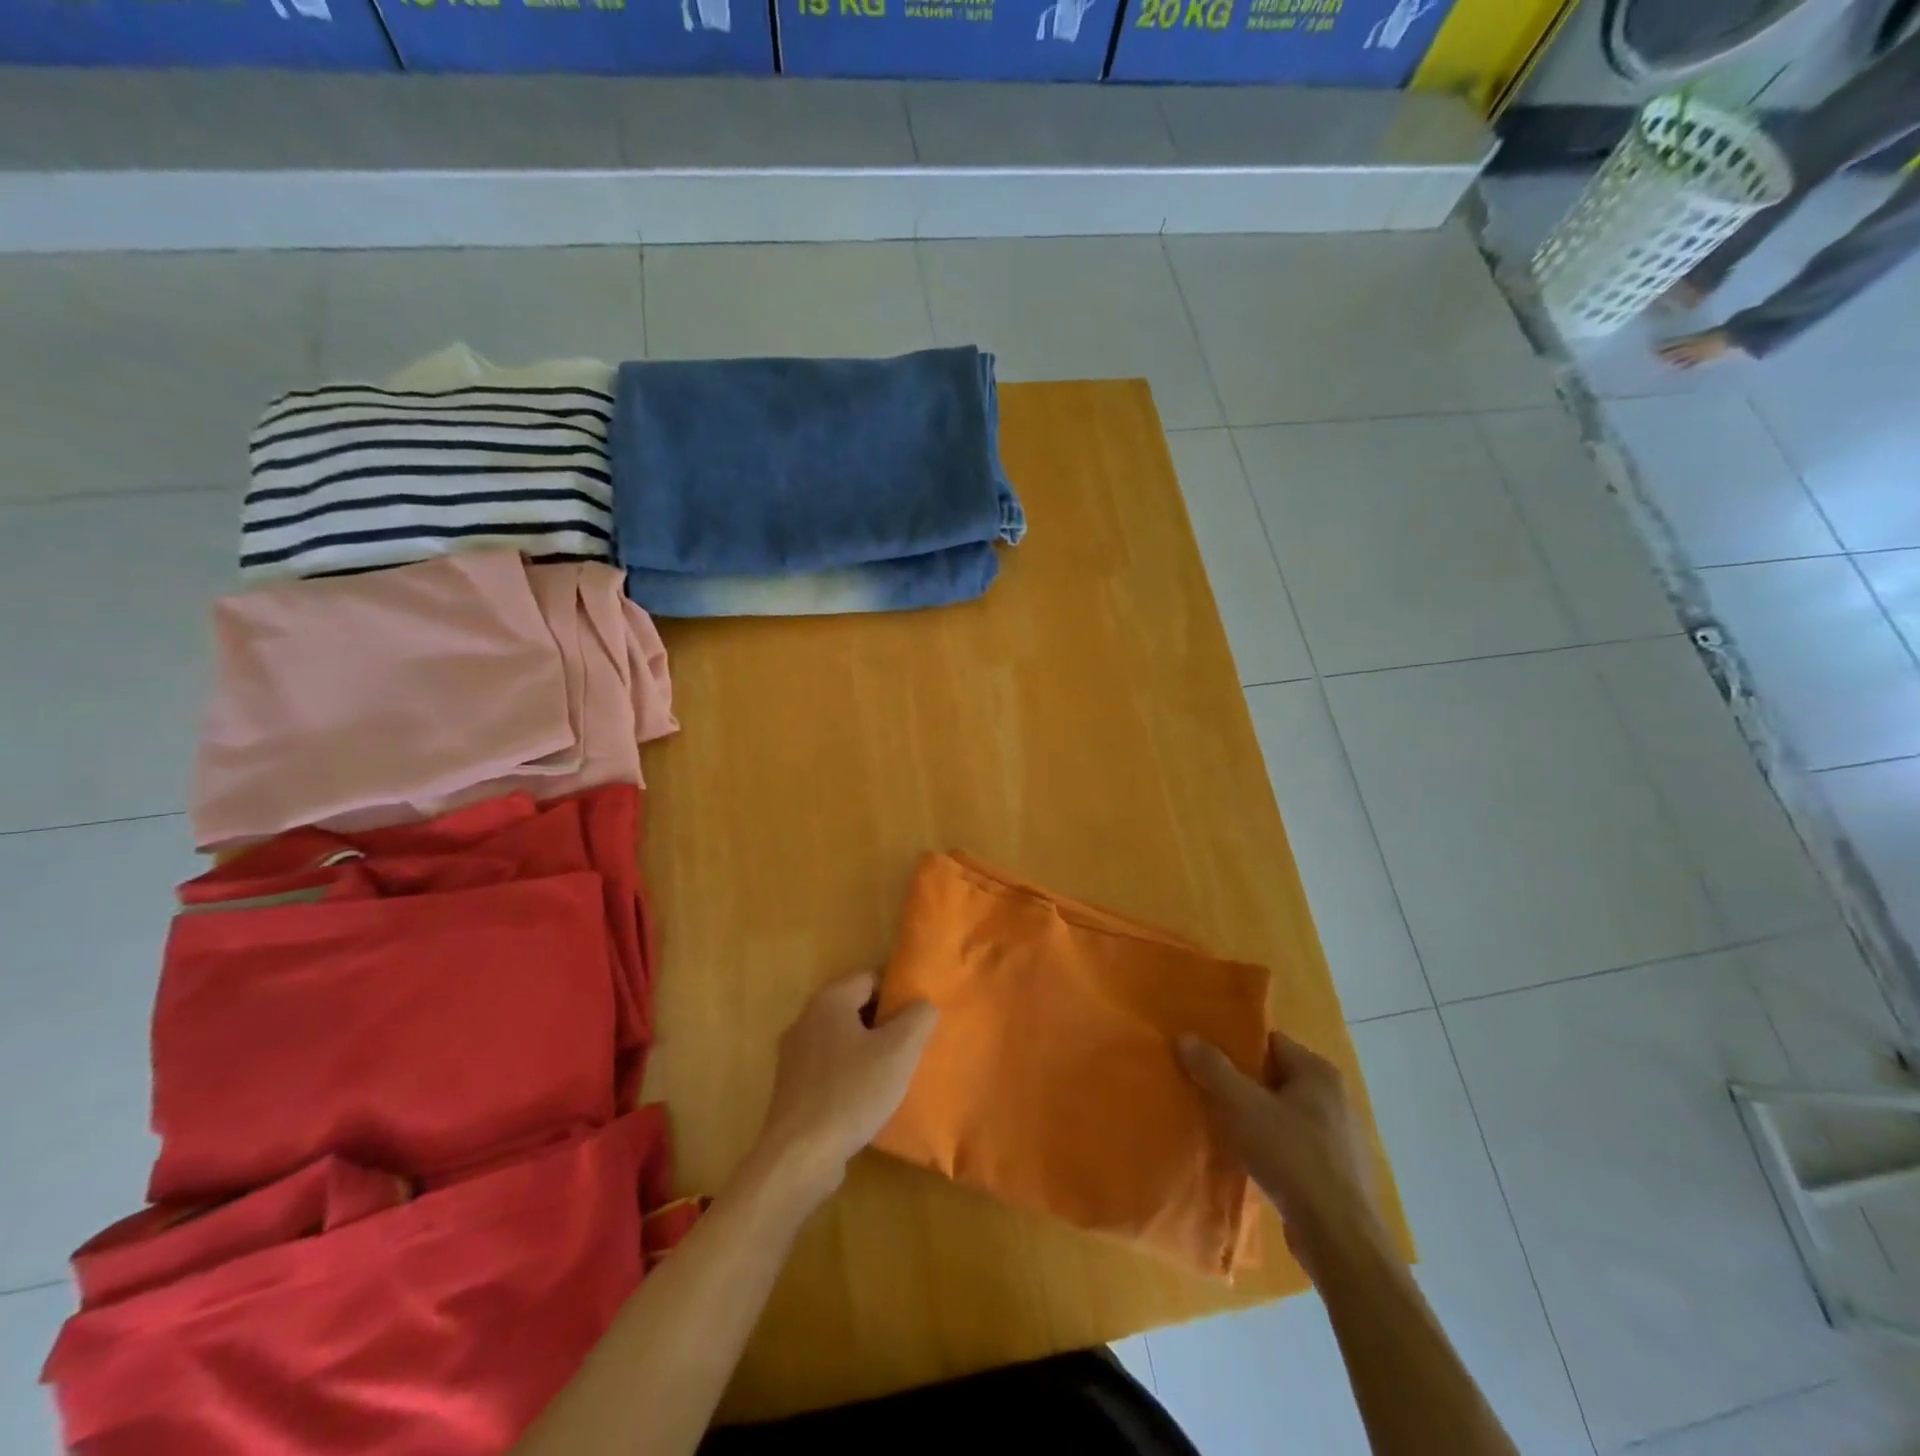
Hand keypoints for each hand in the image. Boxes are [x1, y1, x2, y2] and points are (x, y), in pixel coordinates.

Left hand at [751, 973, 938, 1203]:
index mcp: (830, 1000)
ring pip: (842, 1040)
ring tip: (891, 1077)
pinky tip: (864, 1101)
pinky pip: (828, 1068)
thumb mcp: (900, 1051)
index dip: (897, 996)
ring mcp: (793, 1055)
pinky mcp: (790, 1087)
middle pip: (855, 1008)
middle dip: (883, 1025)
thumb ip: (919, 1017)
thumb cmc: (852, 1092)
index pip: (871, 978)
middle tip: (909, 1049)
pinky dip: (847, 1076)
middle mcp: (806, 1019)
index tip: (916, 1021)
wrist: (800, 1156)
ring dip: (866, 1052)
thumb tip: (923, 1004)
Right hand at [1179, 1029, 1387, 1275]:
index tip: (1203, 1056)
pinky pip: (1291, 1143)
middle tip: (1203, 1087)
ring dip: (1252, 1116)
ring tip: (1218, 1123)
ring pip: (1281, 1112)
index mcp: (1318, 1072)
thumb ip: (1213, 1068)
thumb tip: (1185, 1036)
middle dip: (1239, 1083)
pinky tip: (1245, 1157)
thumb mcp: (1242, 1106)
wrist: (1339, 1241)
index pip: (1269, 1042)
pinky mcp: (1334, 1171)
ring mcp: (1337, 1137)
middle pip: (1273, 1076)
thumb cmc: (1292, 1159)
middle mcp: (1334, 1097)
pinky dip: (1268, 1145)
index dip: (1234, 1046)